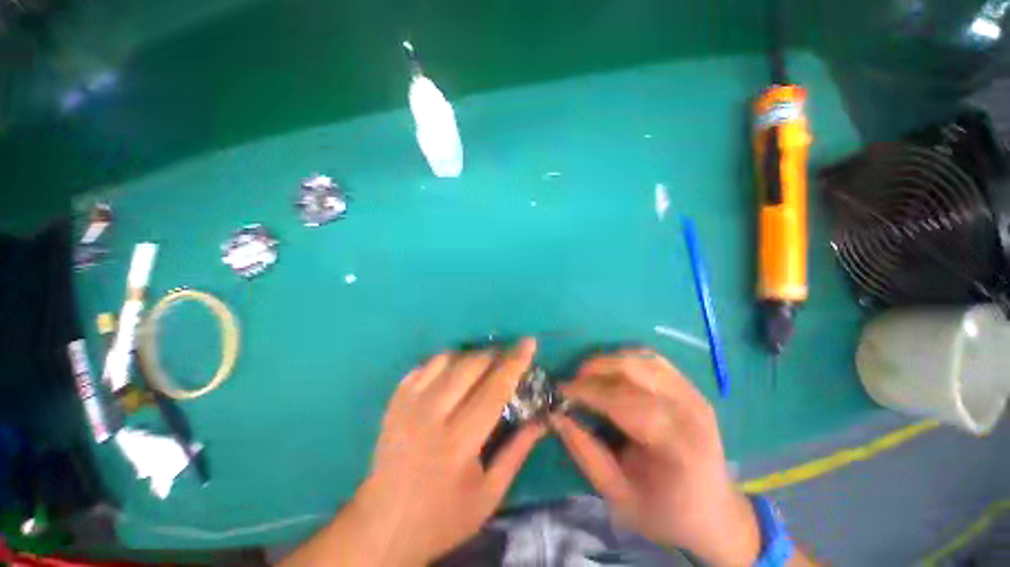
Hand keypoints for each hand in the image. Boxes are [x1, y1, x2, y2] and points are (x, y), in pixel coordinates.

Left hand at [283, 339, 544, 566]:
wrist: (383, 525)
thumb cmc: (442, 515)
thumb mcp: (489, 494)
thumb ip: (518, 451)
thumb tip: (542, 419)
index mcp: (458, 442)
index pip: (494, 389)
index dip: (515, 363)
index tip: (529, 342)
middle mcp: (431, 415)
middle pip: (470, 366)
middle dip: (494, 354)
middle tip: (507, 358)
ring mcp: (408, 404)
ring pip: (447, 359)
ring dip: (471, 356)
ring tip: (483, 365)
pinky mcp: (395, 400)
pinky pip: (425, 365)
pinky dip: (445, 361)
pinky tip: (453, 373)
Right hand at [551, 350, 760, 565]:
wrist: (713, 513)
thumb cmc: (665, 511)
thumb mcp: (618, 496)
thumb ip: (585, 453)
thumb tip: (556, 416)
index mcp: (676, 445)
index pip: (622, 401)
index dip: (586, 391)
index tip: (560, 391)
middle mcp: (689, 411)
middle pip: (633, 370)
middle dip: (594, 370)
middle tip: (573, 382)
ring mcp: (694, 395)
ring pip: (642, 358)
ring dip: (608, 361)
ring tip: (589, 375)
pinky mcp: (692, 388)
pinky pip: (654, 359)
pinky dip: (627, 359)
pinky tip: (614, 372)